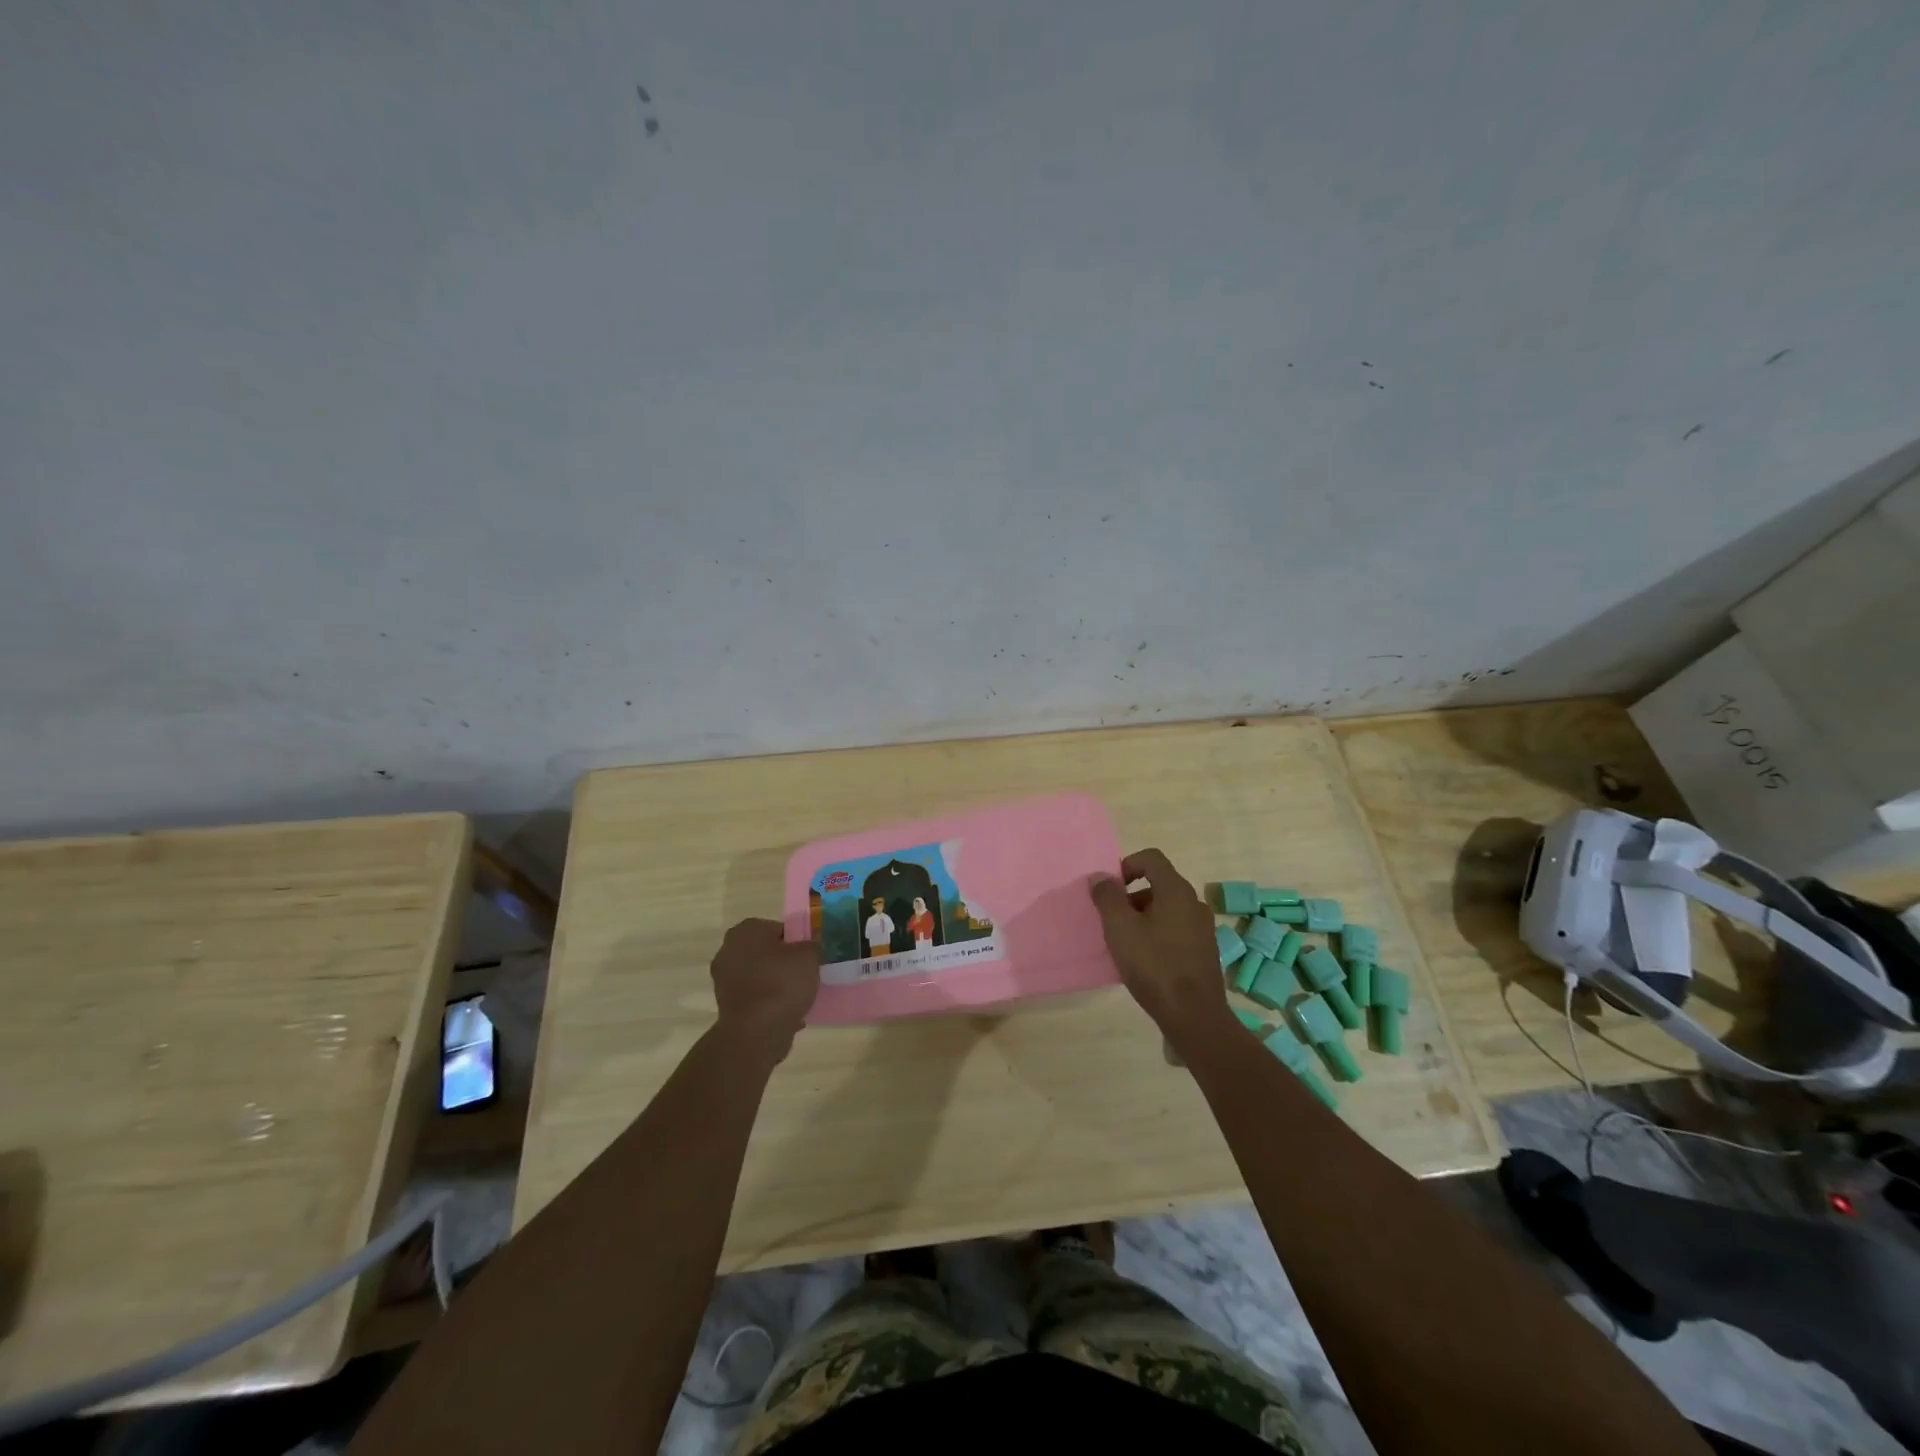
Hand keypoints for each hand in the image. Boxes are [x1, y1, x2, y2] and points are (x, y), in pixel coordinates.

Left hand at [710, 918, 819, 1065]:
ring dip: (776, 983)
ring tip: (799, 996)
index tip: (809, 956)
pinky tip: (788, 1013)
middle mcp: (729, 950)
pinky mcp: (726, 1006)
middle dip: (784, 962)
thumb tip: (810, 946)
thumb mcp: (809, 956)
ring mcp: (724, 980)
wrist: (755, 1033)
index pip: (778, 928)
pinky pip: (755, 998)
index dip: (797, 941)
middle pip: (766, 952)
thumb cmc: (781, 984)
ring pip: (760, 976)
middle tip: (806, 973)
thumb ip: (812, 945)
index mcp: (746, 930)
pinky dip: (769, 1003)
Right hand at [1089, 848, 1231, 1041]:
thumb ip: (1107, 897)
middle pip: (1159, 883)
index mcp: (1176, 890)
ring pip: (1167, 909)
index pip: (1151, 858)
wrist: (1193, 1015)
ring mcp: (1203, 928)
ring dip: (1143, 916)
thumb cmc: (1153, 965)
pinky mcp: (1205, 951)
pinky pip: (1176, 930)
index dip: (1126, 865)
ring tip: (1125, 942)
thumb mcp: (1120, 928)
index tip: (1110, 889)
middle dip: (1131, 895)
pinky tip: (1144, 959)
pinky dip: (1158, 934)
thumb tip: (1100, 877)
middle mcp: (1194, 903)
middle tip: (1112, 919)